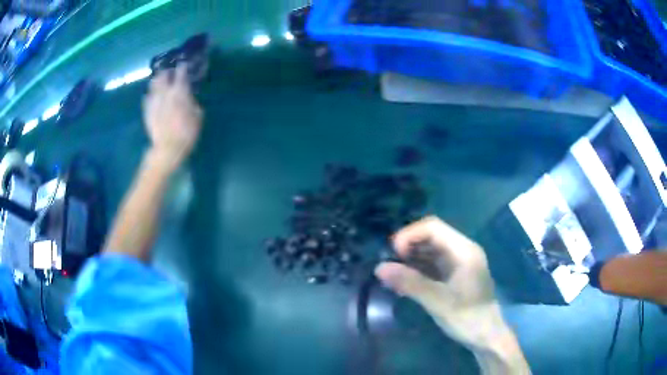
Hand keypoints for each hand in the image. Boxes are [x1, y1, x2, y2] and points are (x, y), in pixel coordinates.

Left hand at [143, 64, 202, 172]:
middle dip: (167, 71)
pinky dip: (150, 94)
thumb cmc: (186, 133)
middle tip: (170, 72)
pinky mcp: (147, 111)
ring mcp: (154, 101)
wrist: (167, 149)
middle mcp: (165, 92)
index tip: (184, 64)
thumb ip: (193, 102)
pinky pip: (147, 97)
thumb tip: (189, 97)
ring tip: (160, 82)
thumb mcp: (198, 116)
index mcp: (179, 91)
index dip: (183, 66)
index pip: (181, 72)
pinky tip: (153, 97)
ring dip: (157, 80)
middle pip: (163, 75)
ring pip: (153, 84)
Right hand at [375, 216, 505, 349]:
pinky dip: (418, 270)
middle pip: (431, 236)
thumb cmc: (467, 317)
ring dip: (411, 259)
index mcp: (463, 250)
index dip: (410, 235)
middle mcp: (462, 250)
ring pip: (430, 250)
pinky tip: (405, 283)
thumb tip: (379, 268)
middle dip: (408, 247)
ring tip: (393, 275)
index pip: (433, 227)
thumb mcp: (437, 301)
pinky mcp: (455, 274)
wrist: (486, 336)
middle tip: (390, 266)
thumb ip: (410, 283)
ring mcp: (459, 262)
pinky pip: (433, 264)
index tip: (393, 254)